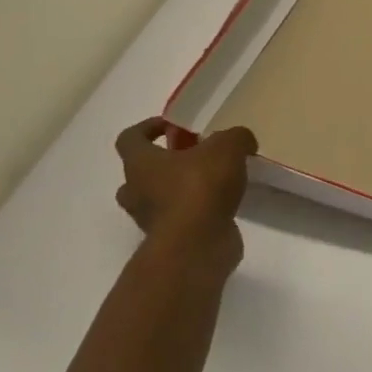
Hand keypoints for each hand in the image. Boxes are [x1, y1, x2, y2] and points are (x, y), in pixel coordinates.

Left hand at [113, 118, 256, 274]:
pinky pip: (179, 219)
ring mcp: (150, 220)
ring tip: (213, 183)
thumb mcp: (227, 147)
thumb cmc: (200, 187)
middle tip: (193, 158)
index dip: (147, 128)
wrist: (197, 244)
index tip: (172, 127)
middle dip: (163, 164)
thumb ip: (236, 137)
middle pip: (139, 173)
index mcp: (140, 163)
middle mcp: (136, 191)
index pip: (129, 139)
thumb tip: (242, 141)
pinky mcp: (170, 240)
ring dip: (178, 190)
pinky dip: (196, 212)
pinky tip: (223, 204)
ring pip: (157, 199)